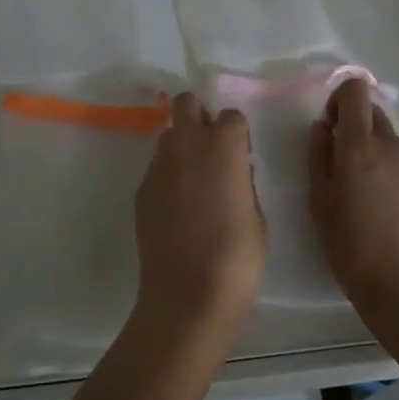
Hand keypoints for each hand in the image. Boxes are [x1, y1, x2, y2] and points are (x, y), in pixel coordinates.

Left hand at [133, 93, 265, 338]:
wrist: (188, 295)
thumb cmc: (237, 258)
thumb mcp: (257, 218)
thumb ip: (244, 184)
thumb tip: (235, 172)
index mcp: (223, 147)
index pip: (230, 116)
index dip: (237, 134)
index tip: (241, 156)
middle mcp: (187, 146)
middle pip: (186, 104)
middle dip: (199, 117)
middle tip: (211, 150)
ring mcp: (159, 167)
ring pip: (168, 136)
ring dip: (181, 147)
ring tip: (193, 182)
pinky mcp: (141, 190)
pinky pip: (156, 169)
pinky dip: (168, 177)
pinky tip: (177, 209)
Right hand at [309, 79, 398, 320]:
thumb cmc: (351, 249)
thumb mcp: (319, 203)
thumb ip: (319, 156)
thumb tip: (323, 127)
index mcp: (358, 146)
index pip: (355, 91)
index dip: (343, 99)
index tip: (335, 125)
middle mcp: (395, 145)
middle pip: (376, 117)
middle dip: (361, 134)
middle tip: (354, 174)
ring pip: (398, 148)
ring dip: (386, 162)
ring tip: (384, 205)